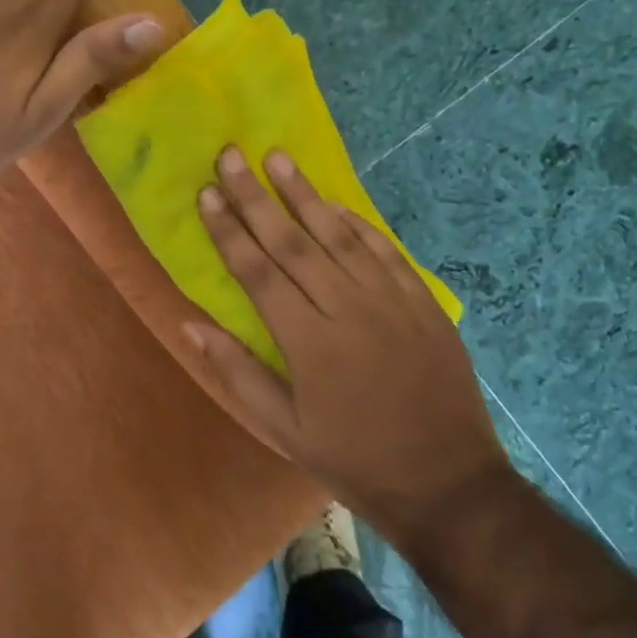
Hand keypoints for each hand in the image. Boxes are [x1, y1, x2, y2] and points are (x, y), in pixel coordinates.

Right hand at [189, 147, 515, 545]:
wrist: (447, 482)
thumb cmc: (355, 459)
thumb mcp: (285, 430)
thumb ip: (238, 372)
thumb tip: (190, 325)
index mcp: (308, 342)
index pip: (257, 272)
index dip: (229, 230)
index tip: (207, 193)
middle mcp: (347, 309)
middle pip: (292, 242)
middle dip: (256, 197)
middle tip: (231, 155)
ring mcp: (390, 300)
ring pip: (338, 236)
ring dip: (304, 194)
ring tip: (277, 157)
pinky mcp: (422, 302)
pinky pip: (385, 251)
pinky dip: (358, 224)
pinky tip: (335, 203)